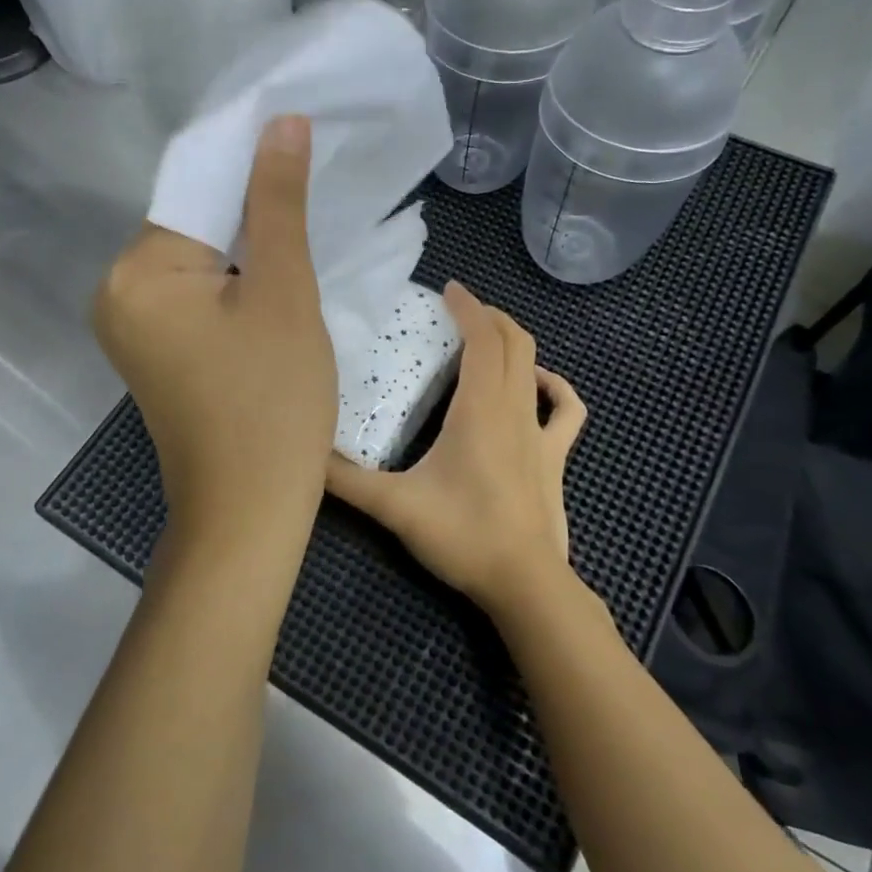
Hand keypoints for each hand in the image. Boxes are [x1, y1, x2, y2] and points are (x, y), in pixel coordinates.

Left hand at [94, 115, 336, 557]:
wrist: (248, 511)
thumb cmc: (272, 401)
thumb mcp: (283, 292)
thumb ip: (277, 202)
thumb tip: (279, 121)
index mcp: (136, 272)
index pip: (196, 190)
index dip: (251, 166)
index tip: (303, 144)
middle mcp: (117, 292)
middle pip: (194, 225)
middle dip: (251, 210)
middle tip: (316, 195)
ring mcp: (133, 327)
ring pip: (200, 262)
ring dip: (248, 248)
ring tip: (305, 234)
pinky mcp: (156, 352)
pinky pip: (197, 297)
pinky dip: (235, 285)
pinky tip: (275, 283)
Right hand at [325, 282, 586, 619]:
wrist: (525, 583)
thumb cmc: (462, 535)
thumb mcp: (394, 506)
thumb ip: (345, 480)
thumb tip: (304, 454)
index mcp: (480, 409)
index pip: (482, 338)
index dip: (468, 307)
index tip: (448, 288)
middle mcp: (514, 409)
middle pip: (513, 342)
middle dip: (488, 316)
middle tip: (458, 309)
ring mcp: (541, 433)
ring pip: (536, 367)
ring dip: (515, 343)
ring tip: (488, 337)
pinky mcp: (555, 458)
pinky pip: (566, 410)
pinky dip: (555, 387)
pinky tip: (541, 384)